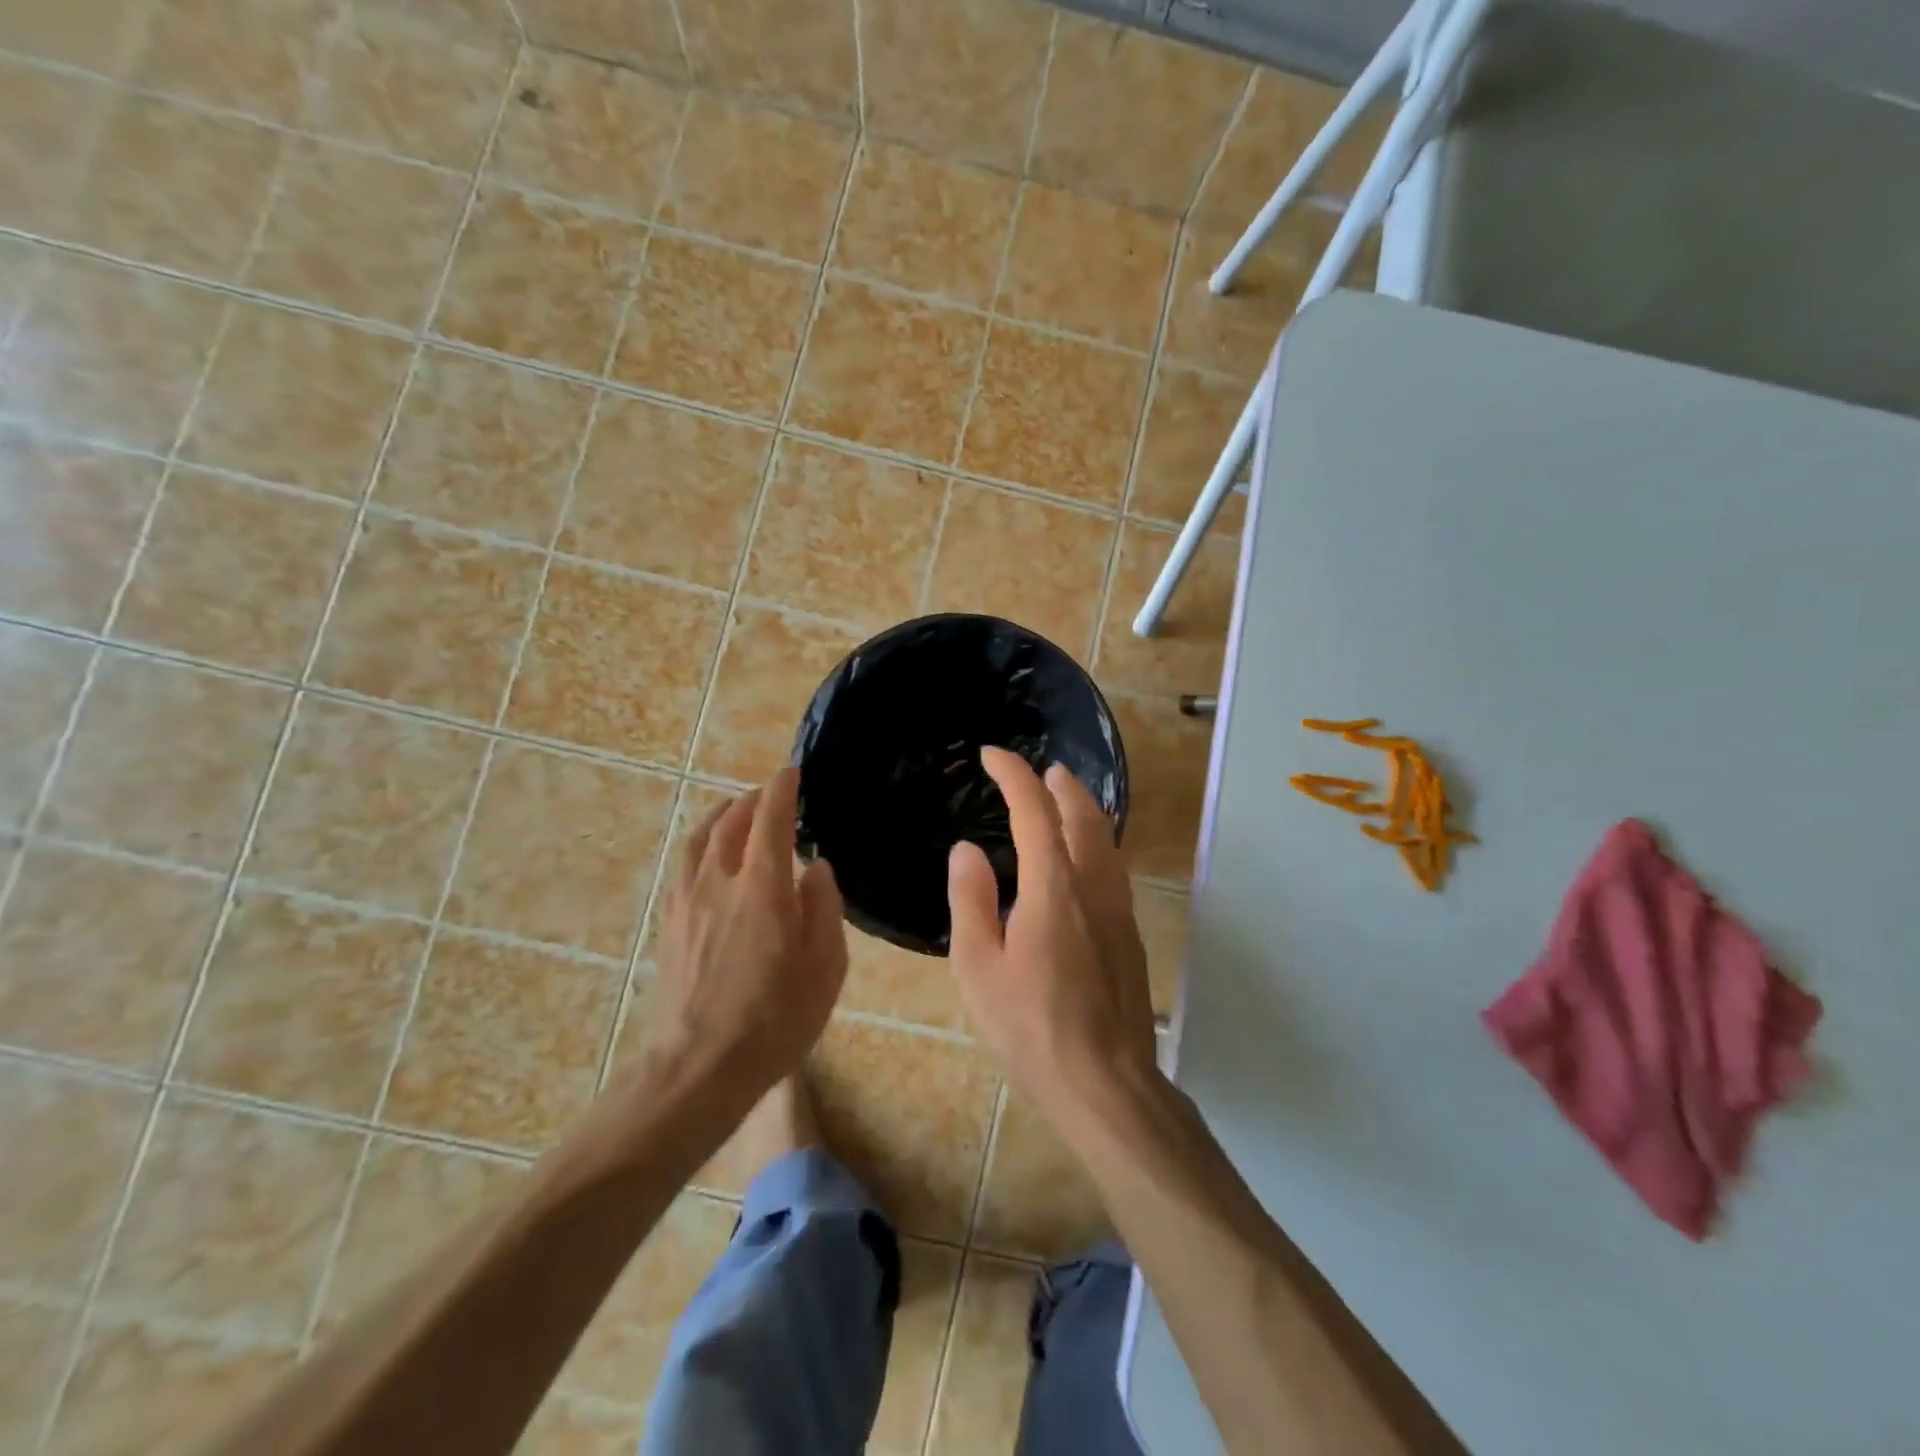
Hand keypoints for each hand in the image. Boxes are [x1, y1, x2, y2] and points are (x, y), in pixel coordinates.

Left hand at [646, 767, 846, 1097]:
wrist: (699, 1069)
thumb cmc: (775, 1020)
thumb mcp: (824, 967)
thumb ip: (824, 908)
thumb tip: (816, 867)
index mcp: (762, 889)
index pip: (770, 820)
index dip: (781, 791)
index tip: (791, 773)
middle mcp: (718, 883)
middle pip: (730, 823)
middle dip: (751, 801)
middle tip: (770, 794)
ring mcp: (686, 902)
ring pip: (699, 841)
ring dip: (720, 817)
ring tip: (735, 811)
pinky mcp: (670, 924)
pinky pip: (683, 866)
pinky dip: (700, 845)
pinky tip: (708, 857)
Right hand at [947, 748, 1158, 1123]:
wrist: (1106, 1082)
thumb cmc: (1031, 1027)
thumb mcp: (979, 967)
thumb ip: (972, 900)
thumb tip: (967, 850)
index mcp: (1053, 886)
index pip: (1034, 809)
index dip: (1012, 774)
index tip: (991, 755)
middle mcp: (1093, 885)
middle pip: (1082, 814)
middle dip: (1058, 783)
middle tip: (1037, 770)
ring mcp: (1119, 909)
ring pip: (1105, 838)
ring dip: (1082, 808)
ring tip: (1063, 798)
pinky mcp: (1130, 933)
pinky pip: (1112, 866)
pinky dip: (1094, 840)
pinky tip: (1082, 858)